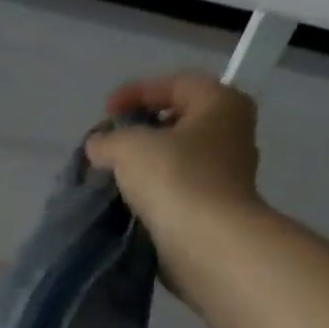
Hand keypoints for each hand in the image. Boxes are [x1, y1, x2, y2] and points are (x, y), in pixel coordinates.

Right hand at [84, 73, 265, 292]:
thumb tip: (97, 146)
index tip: (104, 111)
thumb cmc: (175, 179)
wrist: (206, 244)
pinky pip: (175, 191)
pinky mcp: (212, 210)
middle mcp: (231, 135)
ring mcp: (224, 176)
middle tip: (108, 142)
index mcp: (222, 104)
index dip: (136, 91)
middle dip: (140, 130)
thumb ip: (108, 139)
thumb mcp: (129, 147)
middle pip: (178, 122)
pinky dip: (150, 192)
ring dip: (143, 164)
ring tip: (109, 174)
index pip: (176, 84)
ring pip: (176, 159)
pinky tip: (125, 200)